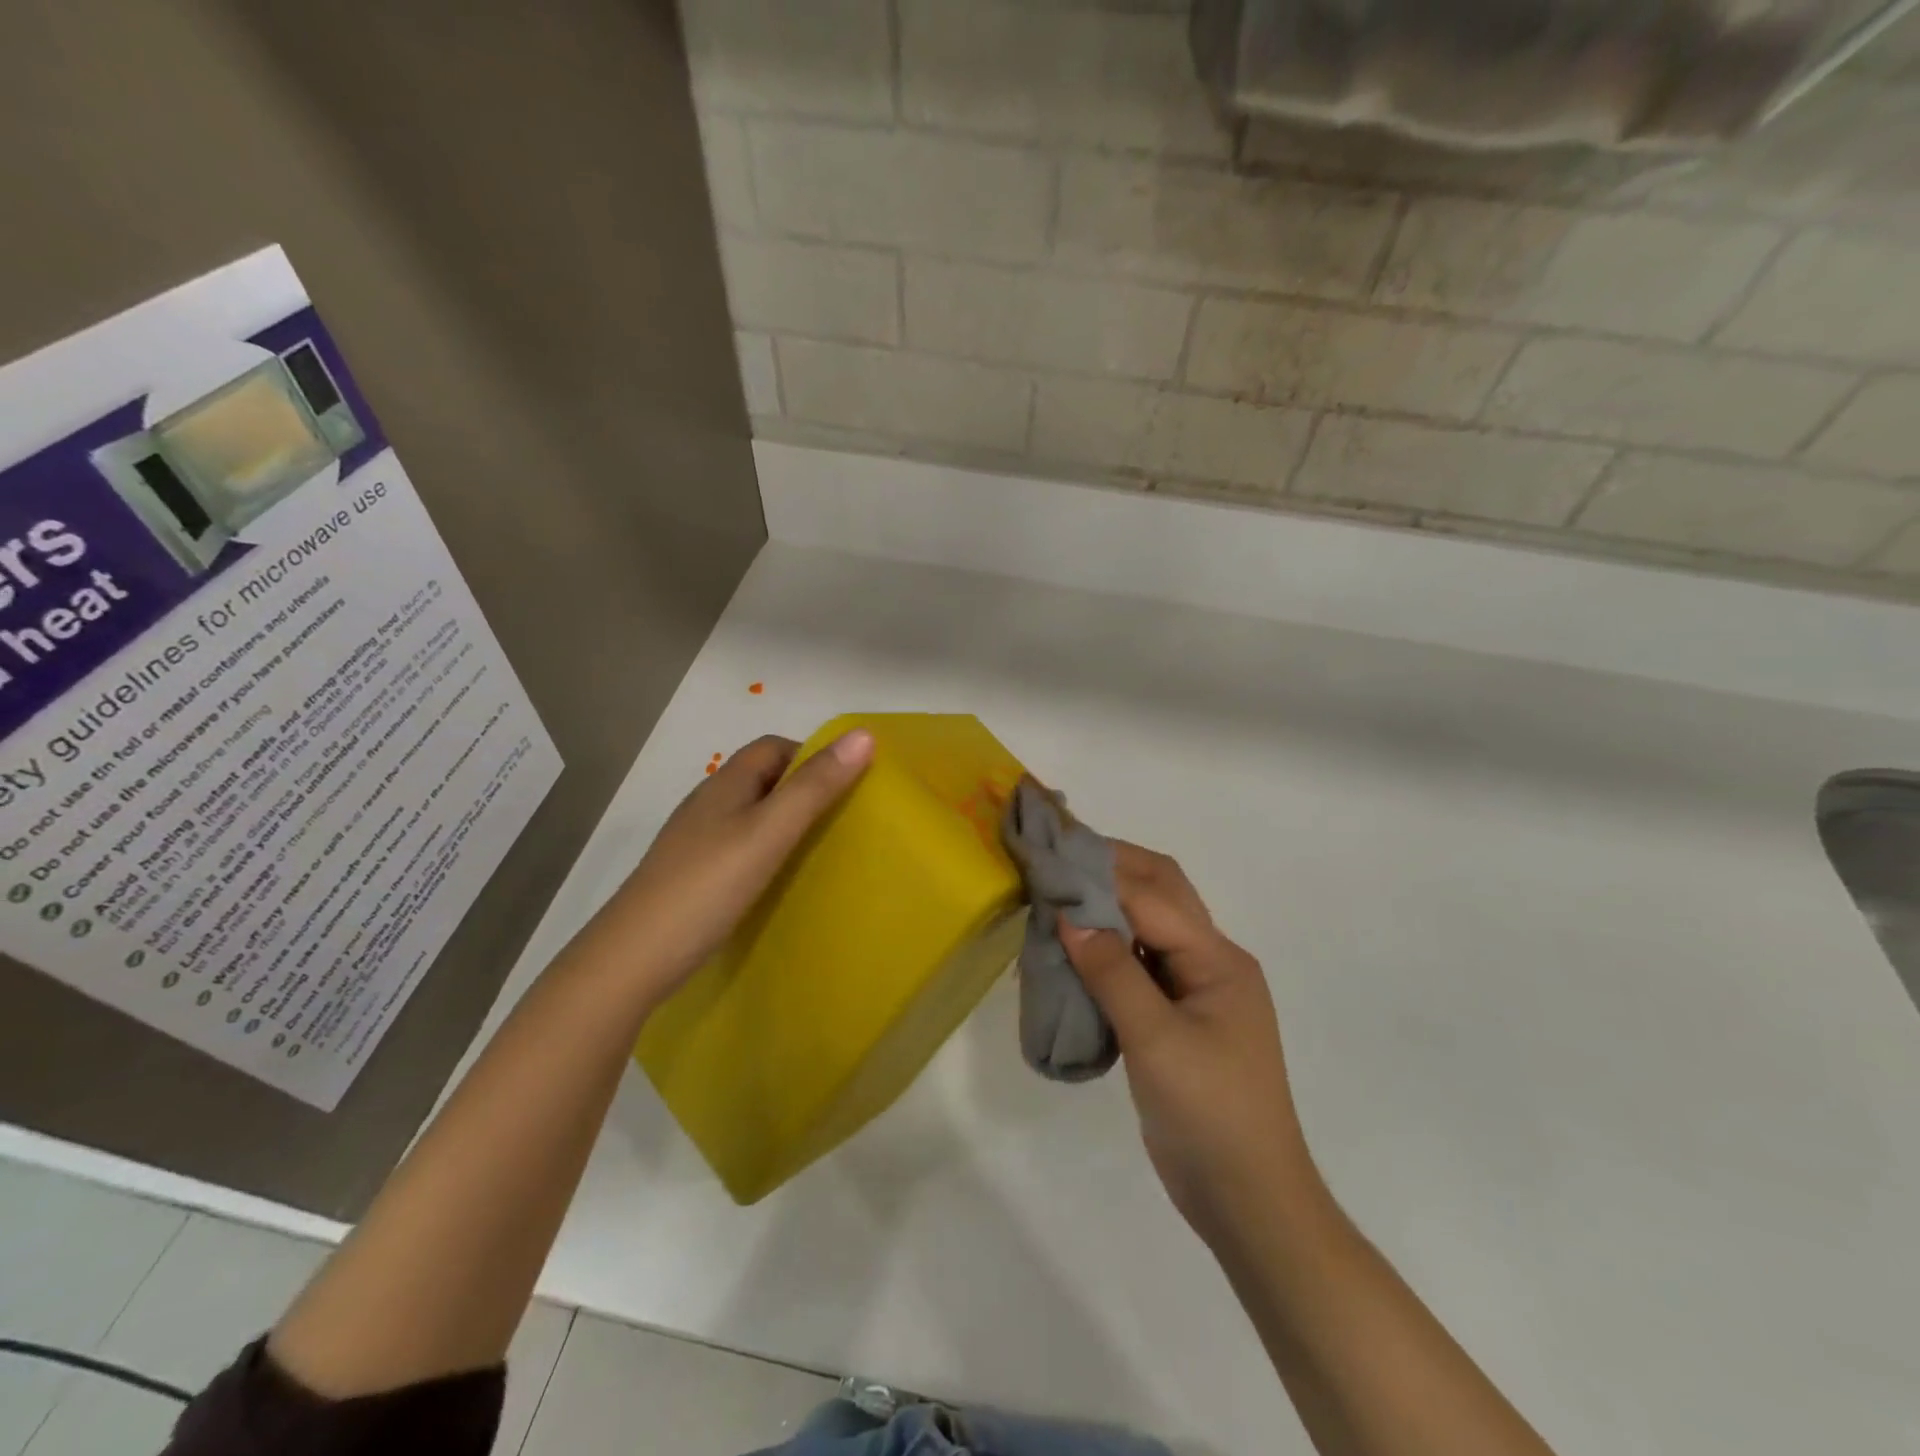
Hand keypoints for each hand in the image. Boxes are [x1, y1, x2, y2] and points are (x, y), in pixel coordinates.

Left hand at [595, 731, 873, 1005]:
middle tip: (843, 820)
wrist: (633, 959)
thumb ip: (815, 787)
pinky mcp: (693, 875)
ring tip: (821, 850)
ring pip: (752, 815)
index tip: (849, 785)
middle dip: (805, 789)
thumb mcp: (769, 833)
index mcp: (726, 784)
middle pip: (764, 778)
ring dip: (787, 822)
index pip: (774, 746)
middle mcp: (709, 803)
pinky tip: (780, 880)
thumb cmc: (707, 886)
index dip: (813, 755)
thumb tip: (864, 735)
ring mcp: (696, 840)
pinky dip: (767, 851)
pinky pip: (740, 847)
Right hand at [1059, 844, 1318, 1244]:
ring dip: (1107, 908)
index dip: (1101, 873)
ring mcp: (1195, 991)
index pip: (1153, 896)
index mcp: (1218, 959)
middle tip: (1056, 862)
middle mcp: (1210, 962)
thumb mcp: (1156, 1040)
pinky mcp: (1176, 1018)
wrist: (1248, 1199)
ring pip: (1147, 927)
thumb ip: (1112, 972)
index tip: (1051, 857)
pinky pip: (1138, 965)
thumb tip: (1067, 915)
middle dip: (1111, 871)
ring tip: (1056, 898)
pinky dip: (1106, 949)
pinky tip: (1073, 952)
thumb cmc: (1210, 1114)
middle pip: (1160, 894)